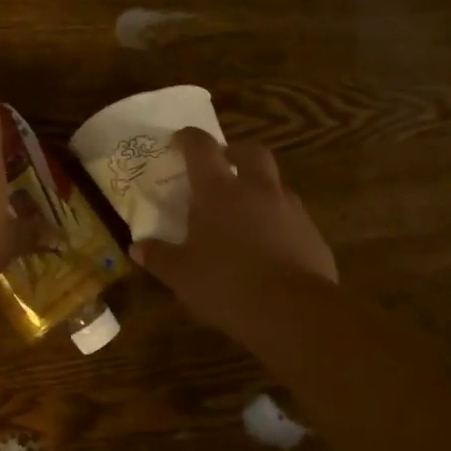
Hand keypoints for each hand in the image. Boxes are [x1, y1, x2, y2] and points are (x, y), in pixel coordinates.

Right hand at [132, 128, 337, 339]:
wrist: (293, 311)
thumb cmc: (226, 285)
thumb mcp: (182, 275)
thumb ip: (159, 257)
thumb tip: (137, 247)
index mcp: (218, 192)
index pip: (202, 148)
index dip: (189, 138)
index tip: (180, 139)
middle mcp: (257, 190)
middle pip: (251, 152)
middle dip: (235, 152)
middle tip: (223, 164)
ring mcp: (290, 209)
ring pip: (275, 184)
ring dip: (260, 188)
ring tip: (245, 212)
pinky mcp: (312, 233)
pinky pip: (292, 216)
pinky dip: (278, 221)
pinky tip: (269, 246)